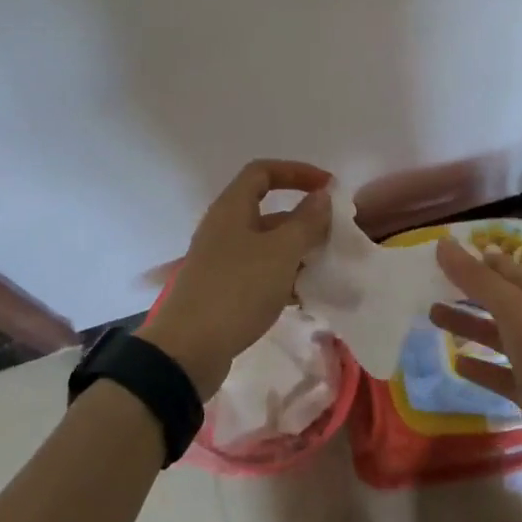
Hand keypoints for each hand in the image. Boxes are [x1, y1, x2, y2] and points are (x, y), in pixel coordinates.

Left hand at [139, 160, 333, 398]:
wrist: (188, 350)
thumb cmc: (238, 289)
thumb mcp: (281, 252)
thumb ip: (306, 221)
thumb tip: (322, 196)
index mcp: (232, 208)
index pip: (263, 171)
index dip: (297, 172)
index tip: (328, 187)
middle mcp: (224, 227)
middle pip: (267, 210)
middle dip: (303, 219)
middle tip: (333, 235)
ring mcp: (220, 260)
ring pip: (265, 244)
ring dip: (295, 251)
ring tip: (324, 267)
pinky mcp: (222, 290)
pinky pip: (258, 272)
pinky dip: (282, 277)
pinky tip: (302, 296)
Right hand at [430, 238, 521, 483]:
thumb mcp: (513, 309)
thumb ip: (476, 278)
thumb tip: (442, 243)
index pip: (503, 268)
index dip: (476, 259)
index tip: (443, 252)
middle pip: (497, 299)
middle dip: (466, 290)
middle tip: (430, 283)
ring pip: (495, 334)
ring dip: (467, 324)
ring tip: (432, 314)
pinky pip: (498, 372)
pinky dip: (478, 366)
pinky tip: (454, 361)